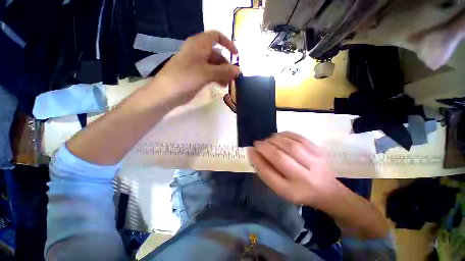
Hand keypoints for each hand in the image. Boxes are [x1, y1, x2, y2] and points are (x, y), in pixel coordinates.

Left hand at [153, 30, 239, 105]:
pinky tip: (222, 85)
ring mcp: (198, 65)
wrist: (168, 92)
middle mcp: (199, 52)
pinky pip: (211, 74)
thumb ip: (223, 71)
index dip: (227, 43)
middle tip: (234, 77)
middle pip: (217, 55)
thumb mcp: (206, 72)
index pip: (216, 36)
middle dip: (227, 65)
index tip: (236, 55)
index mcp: (199, 45)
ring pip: (215, 66)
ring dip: (223, 74)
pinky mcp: (197, 75)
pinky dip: (217, 78)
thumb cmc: (185, 77)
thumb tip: (239, 70)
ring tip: (229, 84)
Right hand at [248, 132, 338, 207]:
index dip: (257, 160)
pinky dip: (285, 134)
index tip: (250, 150)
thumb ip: (265, 171)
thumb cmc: (298, 190)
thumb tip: (253, 153)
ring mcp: (315, 162)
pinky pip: (298, 137)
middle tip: (258, 143)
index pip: (269, 174)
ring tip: (268, 140)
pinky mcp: (318, 150)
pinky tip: (279, 137)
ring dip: (274, 140)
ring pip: (290, 145)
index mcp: (292, 191)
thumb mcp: (280, 188)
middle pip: (280, 158)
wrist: (327, 190)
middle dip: (265, 147)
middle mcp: (304, 178)